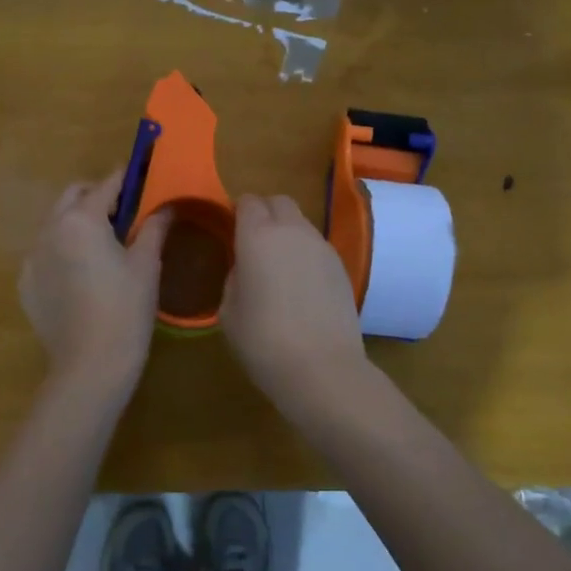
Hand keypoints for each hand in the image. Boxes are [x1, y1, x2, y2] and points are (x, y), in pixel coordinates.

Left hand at [19, 167, 170, 399]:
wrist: (90, 366)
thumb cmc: (126, 310)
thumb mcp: (147, 265)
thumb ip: (154, 227)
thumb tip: (167, 206)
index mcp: (81, 219)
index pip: (107, 185)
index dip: (128, 178)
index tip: (143, 174)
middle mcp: (50, 229)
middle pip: (74, 196)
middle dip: (98, 196)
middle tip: (126, 214)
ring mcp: (32, 257)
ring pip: (56, 223)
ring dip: (79, 222)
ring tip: (105, 246)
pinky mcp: (26, 283)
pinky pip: (45, 252)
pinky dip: (63, 250)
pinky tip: (83, 275)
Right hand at [221, 194, 367, 407]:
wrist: (323, 368)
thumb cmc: (263, 341)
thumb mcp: (229, 311)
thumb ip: (234, 278)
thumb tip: (246, 268)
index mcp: (257, 236)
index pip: (248, 201)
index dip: (238, 211)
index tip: (230, 230)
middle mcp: (292, 231)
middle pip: (279, 201)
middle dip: (265, 212)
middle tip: (253, 241)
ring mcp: (322, 247)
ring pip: (301, 222)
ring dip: (287, 232)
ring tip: (278, 265)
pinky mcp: (342, 266)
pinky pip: (317, 245)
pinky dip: (305, 252)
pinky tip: (300, 284)